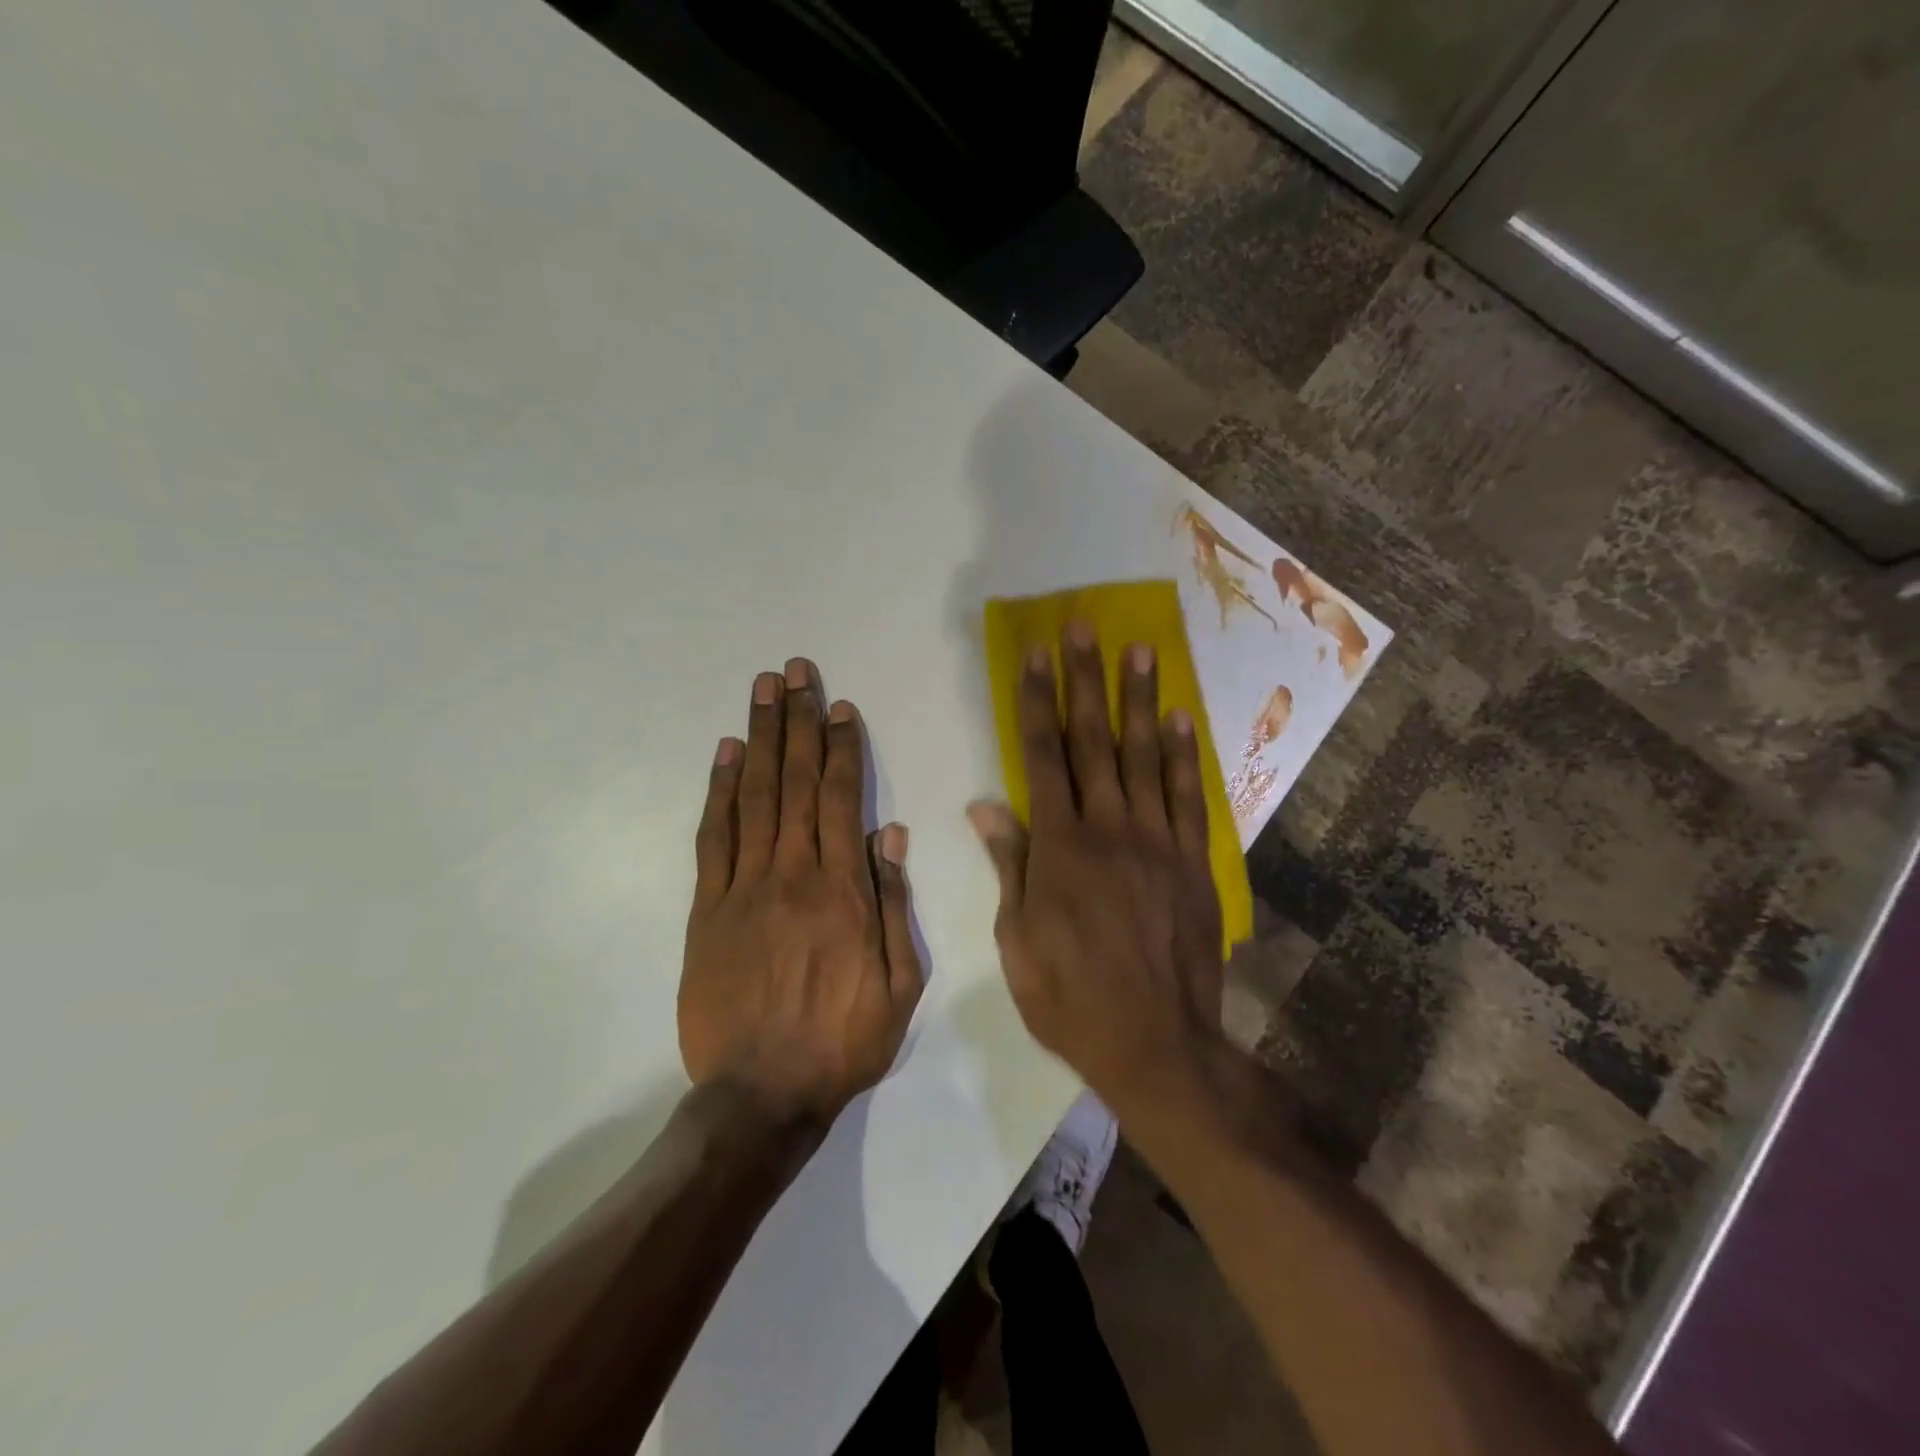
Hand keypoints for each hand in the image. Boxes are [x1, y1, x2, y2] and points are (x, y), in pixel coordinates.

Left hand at [680, 659, 922, 1124]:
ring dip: (759, 738)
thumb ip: (893, 903)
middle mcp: (792, 873)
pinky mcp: (708, 908)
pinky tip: (724, 753)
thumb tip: (890, 834)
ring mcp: (744, 887)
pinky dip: (718, 790)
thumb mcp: (899, 982)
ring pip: (753, 796)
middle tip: (794, 672)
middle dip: (797, 721)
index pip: (840, 798)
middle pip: (794, 781)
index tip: (839, 706)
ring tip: (762, 691)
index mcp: (842, 889)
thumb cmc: (843, 1040)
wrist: (761, 1094)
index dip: (841, 747)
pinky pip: (713, 836)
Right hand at [968, 623, 1224, 1114]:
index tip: (1035, 656)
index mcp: (1060, 847)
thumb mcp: (1018, 939)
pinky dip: (1185, 756)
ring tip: (1139, 650)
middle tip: (1086, 627)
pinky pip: (1189, 798)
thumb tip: (985, 804)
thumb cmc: (1070, 996)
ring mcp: (1158, 842)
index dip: (1036, 703)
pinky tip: (1180, 719)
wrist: (1156, 1044)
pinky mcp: (1194, 862)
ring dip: (1139, 700)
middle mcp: (1110, 829)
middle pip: (1094, 741)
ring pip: (1146, 757)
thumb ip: (1009, 863)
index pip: (1043, 757)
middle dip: (1085, 680)